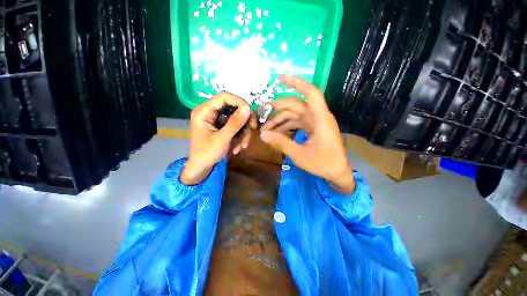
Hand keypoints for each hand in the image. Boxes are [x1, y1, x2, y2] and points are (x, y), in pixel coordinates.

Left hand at [181, 92, 256, 184]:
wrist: (202, 168)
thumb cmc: (207, 154)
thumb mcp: (222, 139)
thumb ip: (235, 123)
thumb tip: (248, 108)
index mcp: (204, 111)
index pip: (224, 97)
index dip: (239, 102)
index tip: (250, 114)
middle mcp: (211, 112)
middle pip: (234, 108)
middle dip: (245, 121)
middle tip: (253, 129)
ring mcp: (218, 120)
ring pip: (238, 119)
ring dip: (244, 132)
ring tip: (242, 146)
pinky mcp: (224, 127)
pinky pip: (237, 127)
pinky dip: (241, 136)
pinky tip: (238, 147)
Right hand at [261, 75, 354, 193]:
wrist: (337, 172)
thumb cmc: (323, 164)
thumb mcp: (299, 155)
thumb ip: (281, 143)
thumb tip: (262, 134)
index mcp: (321, 119)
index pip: (311, 93)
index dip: (297, 83)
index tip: (280, 78)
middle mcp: (318, 117)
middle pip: (296, 105)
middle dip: (278, 108)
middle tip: (263, 113)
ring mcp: (316, 122)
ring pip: (295, 114)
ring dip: (280, 119)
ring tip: (267, 128)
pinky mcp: (313, 128)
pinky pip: (297, 122)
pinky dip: (286, 125)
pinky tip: (276, 132)